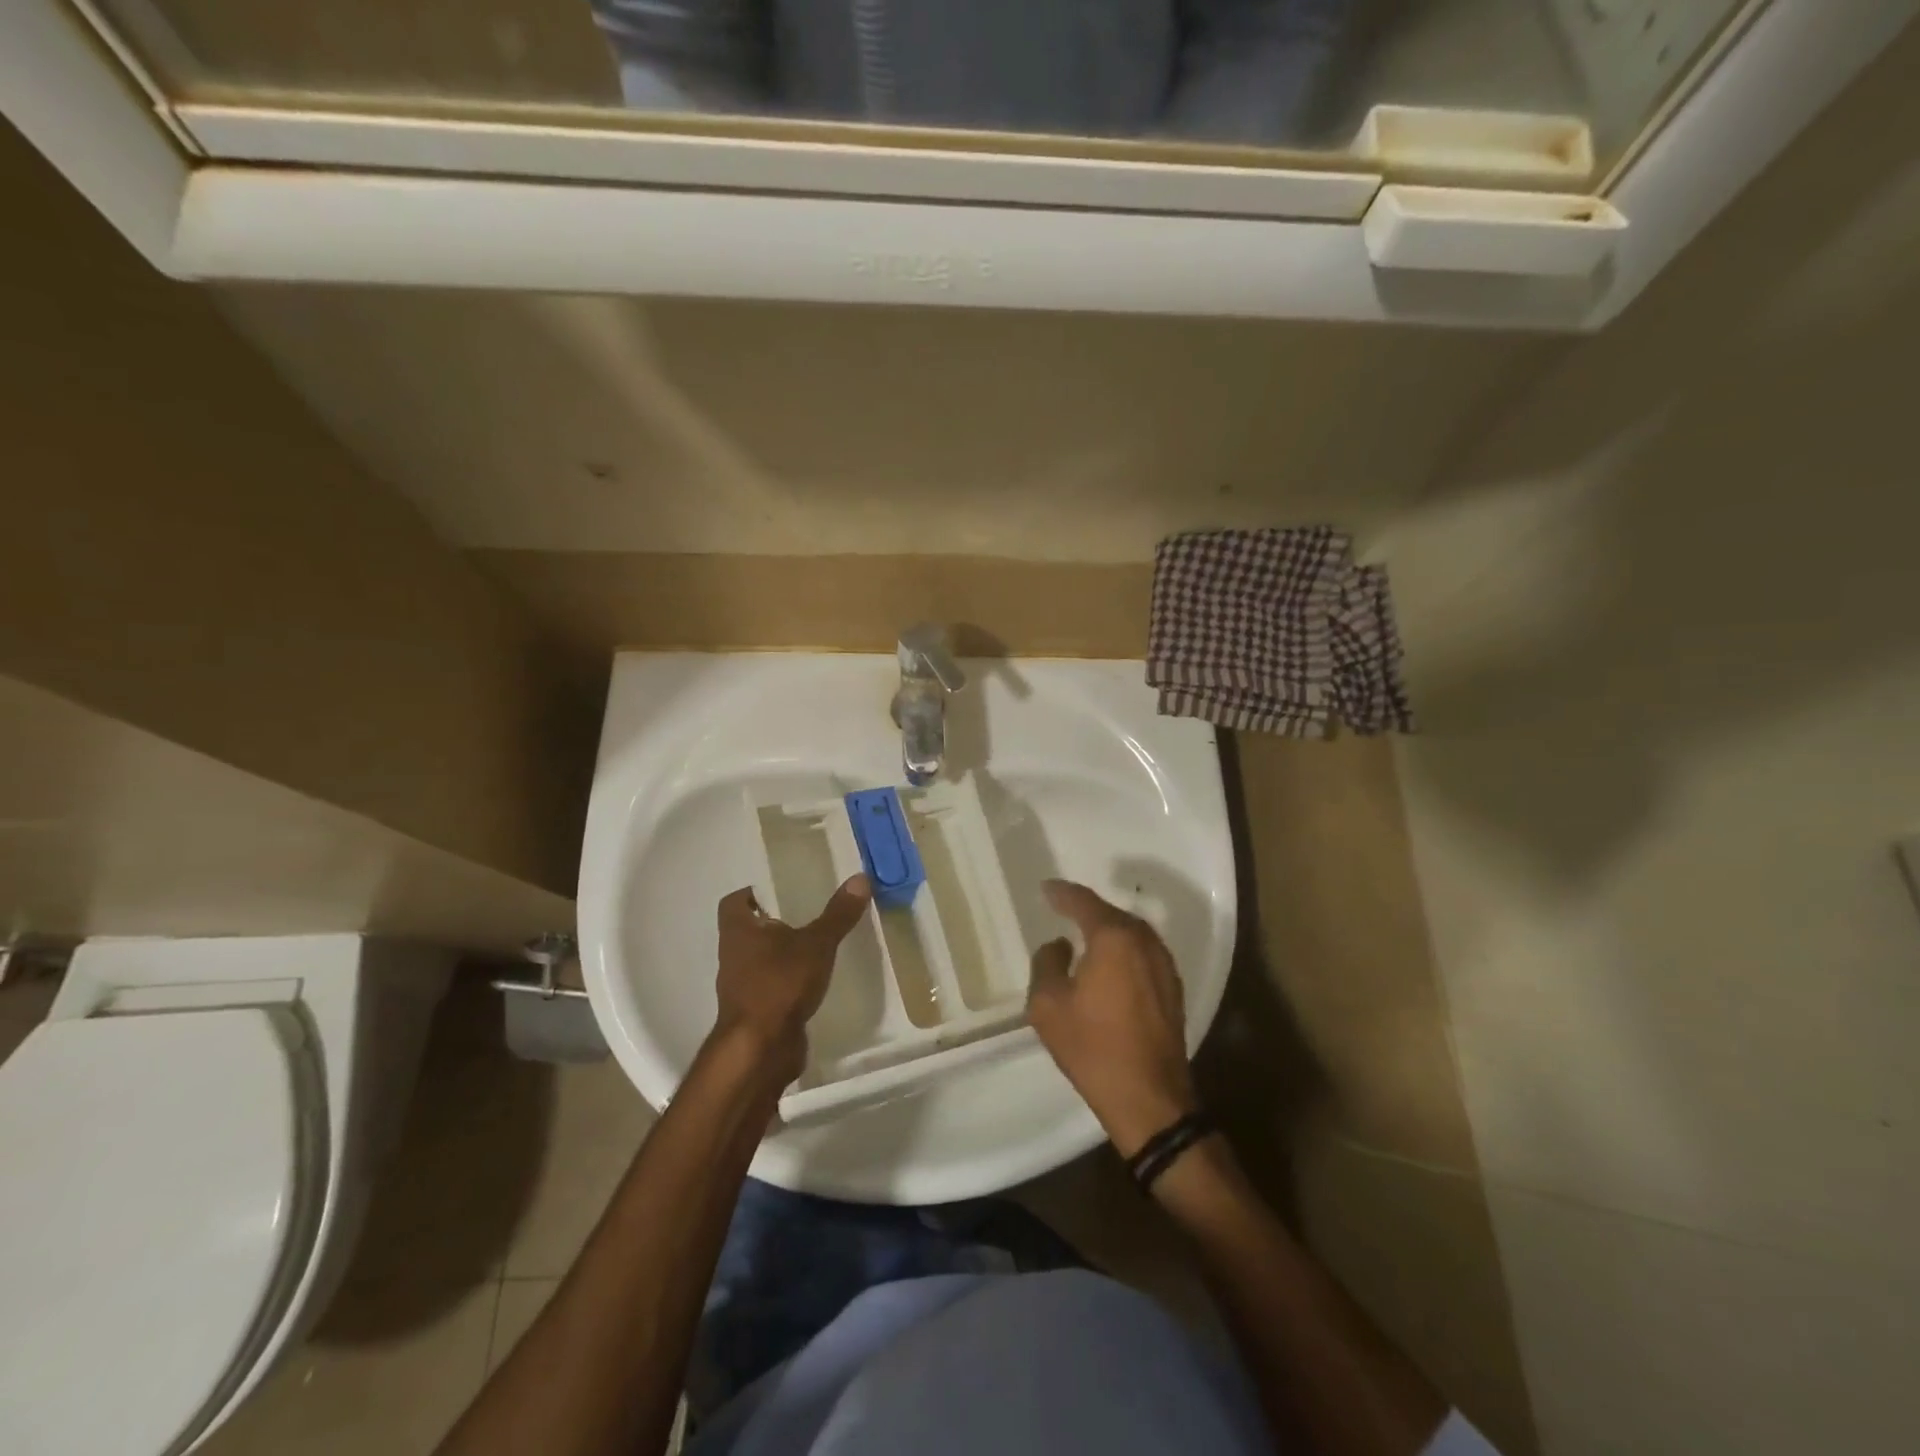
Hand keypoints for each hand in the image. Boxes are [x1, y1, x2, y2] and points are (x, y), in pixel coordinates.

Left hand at [713, 875, 870, 1082]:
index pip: (734, 902)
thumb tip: (859, 877)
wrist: (760, 1050)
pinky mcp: (755, 1013)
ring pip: (760, 961)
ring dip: (782, 955)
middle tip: (808, 914)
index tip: (779, 891)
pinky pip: (771, 988)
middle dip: (775, 923)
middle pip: (749, 931)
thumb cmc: (779, 985)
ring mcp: (741, 987)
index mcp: (738, 932)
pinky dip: (788, 983)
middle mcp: (733, 956)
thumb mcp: (816, 944)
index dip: (752, 894)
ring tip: (816, 946)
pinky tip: (815, 982)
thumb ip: (837, 914)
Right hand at [1027, 879, 1198, 1157]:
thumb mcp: (1048, 1005)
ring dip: (1108, 929)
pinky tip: (1110, 963)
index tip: (1047, 889)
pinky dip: (1124, 950)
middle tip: (1063, 907)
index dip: (1062, 893)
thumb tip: (1059, 946)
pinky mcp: (1172, 989)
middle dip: (1087, 909)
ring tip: (1084, 933)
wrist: (1149, 1099)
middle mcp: (1144, 942)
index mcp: (1114, 938)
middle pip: (1112, 913)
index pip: (1084, 902)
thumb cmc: (1093, 1048)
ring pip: (1131, 933)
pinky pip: (1143, 953)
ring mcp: (1164, 965)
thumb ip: (1047, 963)